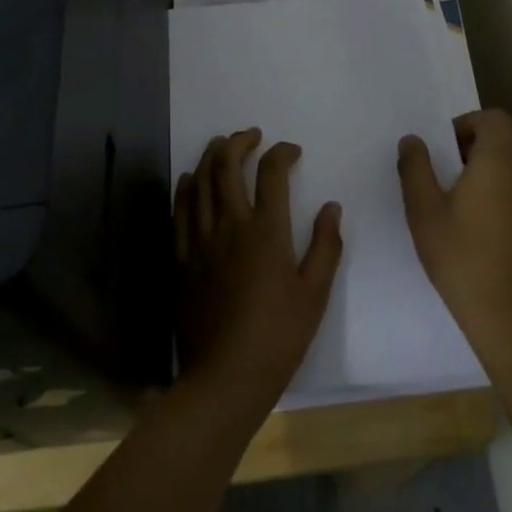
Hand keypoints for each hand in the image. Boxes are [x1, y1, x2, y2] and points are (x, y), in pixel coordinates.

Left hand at [175, 129, 343, 411]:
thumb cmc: (278, 337)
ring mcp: (201, 241)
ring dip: (210, 157)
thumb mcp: (315, 293)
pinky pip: (180, 212)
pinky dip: (185, 188)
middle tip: (250, 134)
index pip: (272, 174)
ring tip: (220, 145)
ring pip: (199, 183)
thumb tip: (332, 207)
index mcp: (266, 232)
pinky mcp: (182, 259)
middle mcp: (230, 226)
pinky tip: (189, 179)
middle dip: (238, 142)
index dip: (281, 153)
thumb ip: (326, 246)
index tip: (291, 150)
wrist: (225, 377)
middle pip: (226, 167)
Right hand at [398, 109, 511, 349]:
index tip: (445, 146)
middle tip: (457, 160)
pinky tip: (482, 215)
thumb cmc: (462, 257)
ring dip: (498, 159)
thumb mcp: (424, 212)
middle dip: (487, 135)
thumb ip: (415, 169)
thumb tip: (412, 140)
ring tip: (465, 188)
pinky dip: (508, 182)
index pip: (495, 118)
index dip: (469, 122)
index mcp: (497, 161)